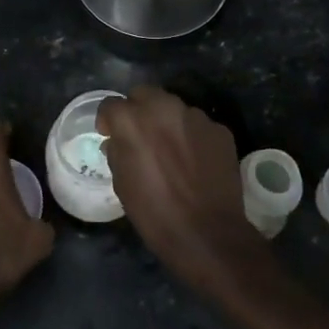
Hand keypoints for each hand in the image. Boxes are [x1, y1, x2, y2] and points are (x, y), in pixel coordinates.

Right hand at [96, 86, 272, 296]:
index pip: (111, 105)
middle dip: (138, 110)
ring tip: (171, 151)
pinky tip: (196, 162)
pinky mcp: (219, 129)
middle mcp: (164, 108)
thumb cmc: (155, 213)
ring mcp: (196, 116)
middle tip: (140, 136)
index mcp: (132, 120)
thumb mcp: (122, 185)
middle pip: (144, 94)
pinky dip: (192, 137)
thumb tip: (117, 142)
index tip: (110, 135)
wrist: (207, 233)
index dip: (108, 121)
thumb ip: (117, 153)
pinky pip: (198, 126)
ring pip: (174, 108)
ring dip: (168, 123)